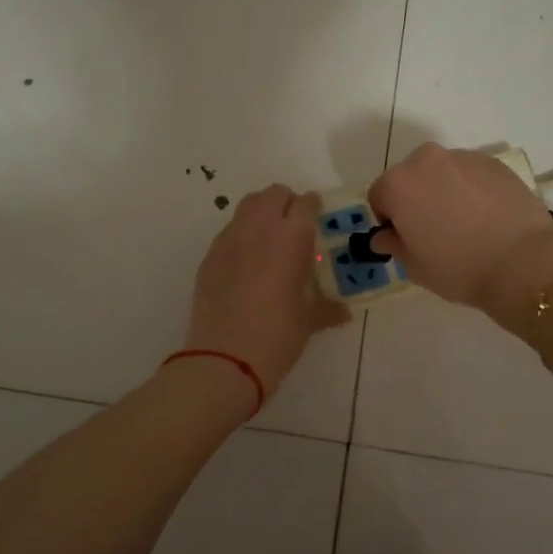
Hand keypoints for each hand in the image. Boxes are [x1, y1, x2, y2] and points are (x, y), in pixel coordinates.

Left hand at [183, 185, 349, 397]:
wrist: (224, 359)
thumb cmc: (278, 336)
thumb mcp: (310, 321)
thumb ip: (328, 308)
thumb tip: (342, 311)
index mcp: (292, 238)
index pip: (305, 204)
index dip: (314, 207)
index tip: (318, 217)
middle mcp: (260, 228)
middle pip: (274, 194)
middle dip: (287, 203)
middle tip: (295, 226)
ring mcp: (230, 239)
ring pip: (248, 206)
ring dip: (262, 212)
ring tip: (270, 239)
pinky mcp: (210, 255)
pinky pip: (229, 230)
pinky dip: (241, 234)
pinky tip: (247, 261)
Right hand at [368, 143, 552, 319]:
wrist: (524, 263)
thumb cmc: (458, 268)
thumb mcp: (415, 266)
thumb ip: (394, 244)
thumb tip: (386, 235)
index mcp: (399, 184)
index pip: (379, 196)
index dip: (388, 219)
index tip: (404, 238)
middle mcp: (427, 160)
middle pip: (409, 177)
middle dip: (414, 199)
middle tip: (432, 230)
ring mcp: (464, 157)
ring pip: (441, 173)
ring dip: (443, 191)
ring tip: (464, 223)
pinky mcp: (495, 163)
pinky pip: (470, 174)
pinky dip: (470, 189)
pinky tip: (486, 216)